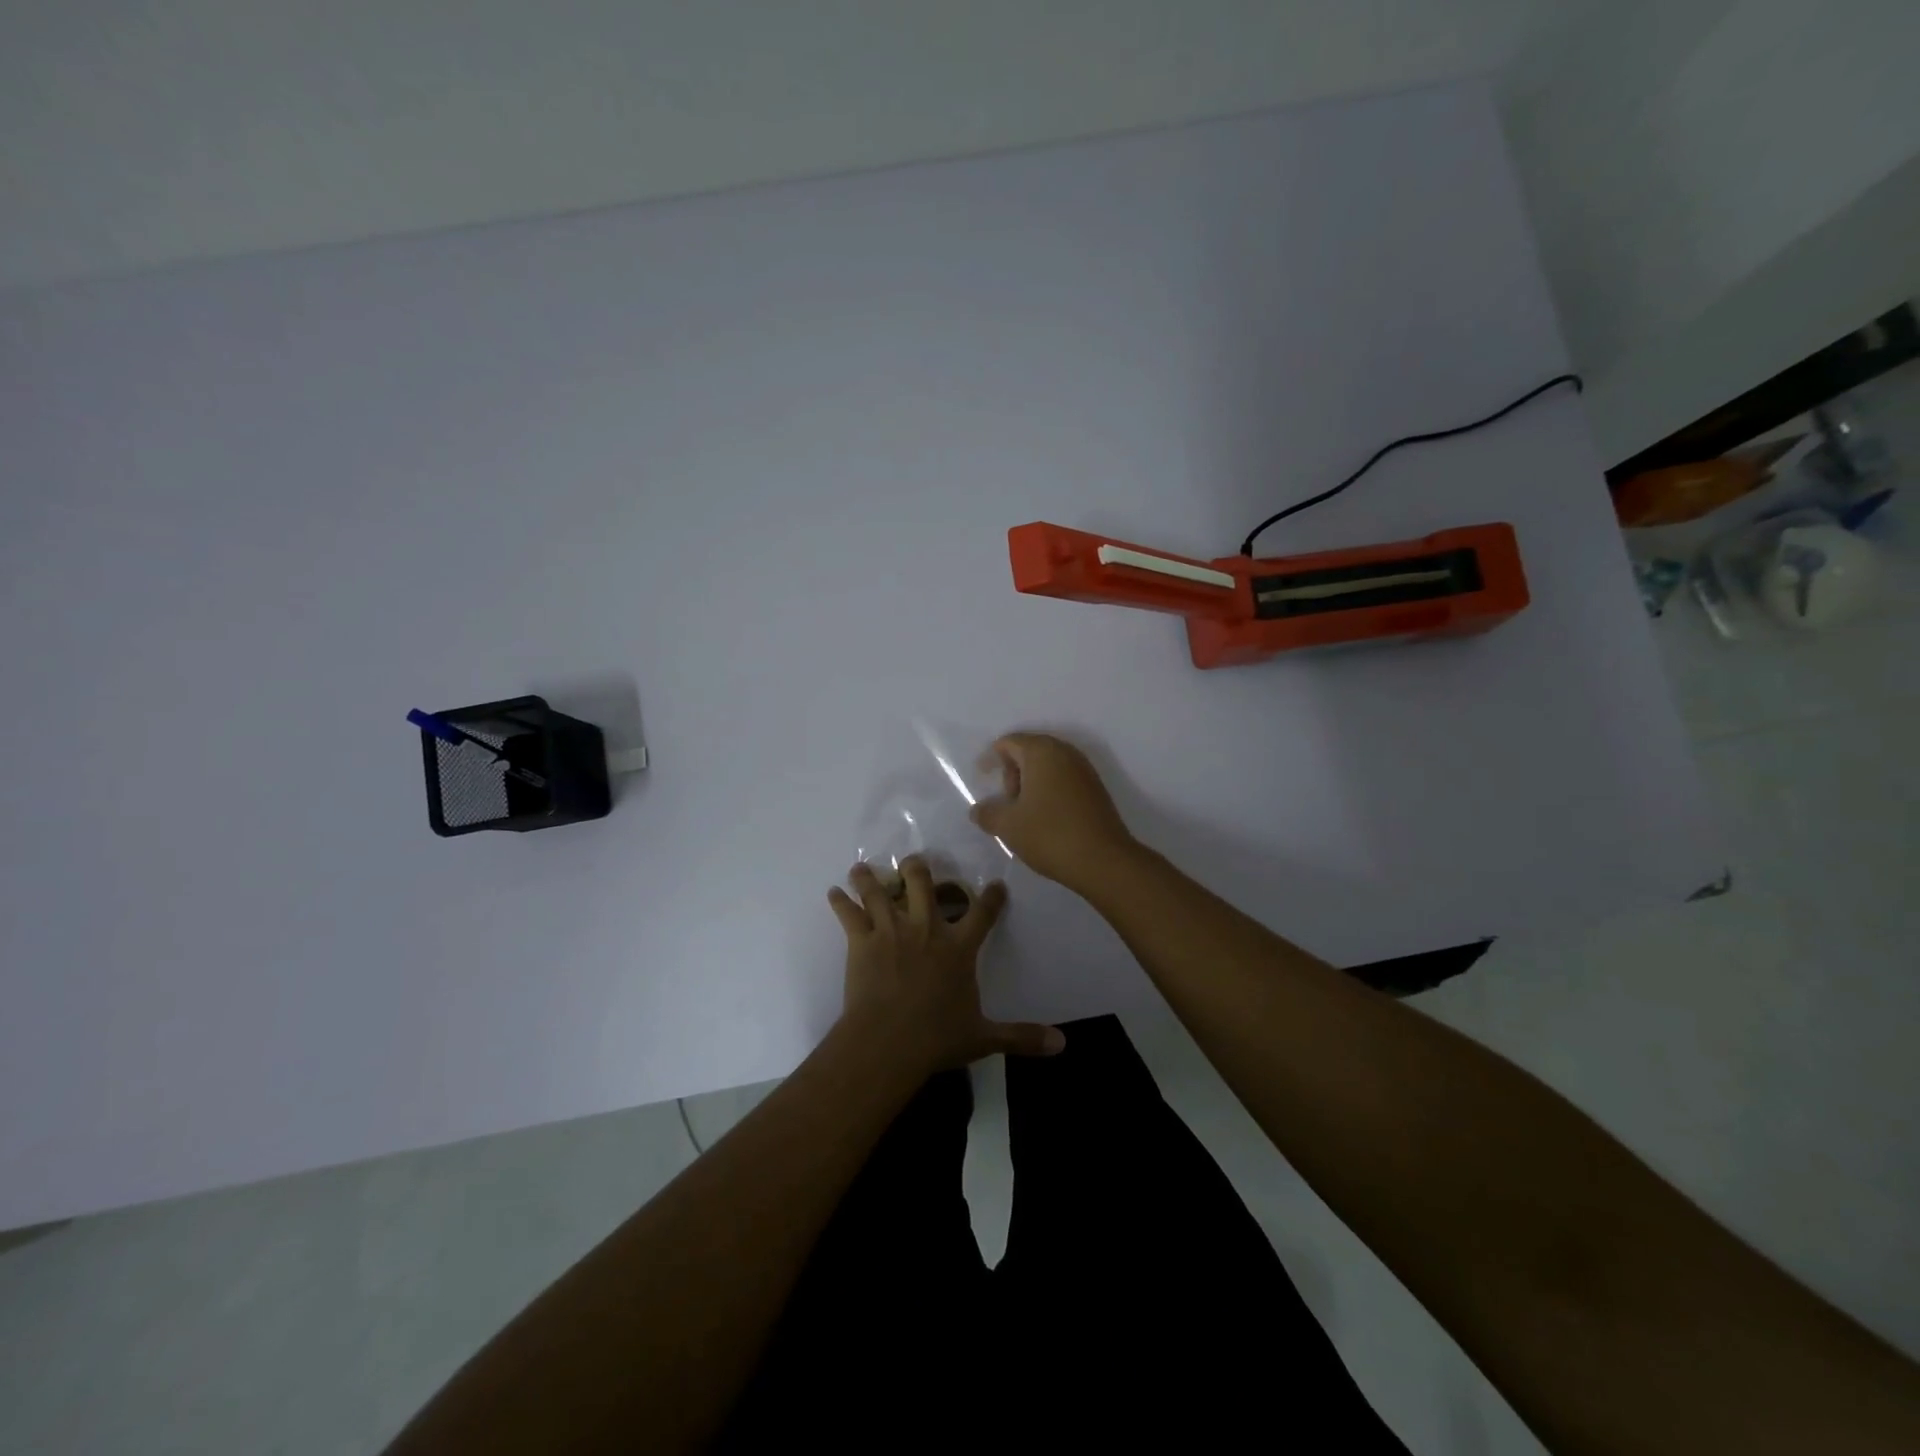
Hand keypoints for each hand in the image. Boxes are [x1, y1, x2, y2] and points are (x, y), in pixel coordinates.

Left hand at [829, 857, 1063, 1077]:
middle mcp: (926, 928)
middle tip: (914, 863)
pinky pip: (849, 914)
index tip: (995, 885)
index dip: (992, 897)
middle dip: (917, 868)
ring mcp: (892, 930)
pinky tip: (833, 892)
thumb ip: (1021, 1036)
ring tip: (862, 867)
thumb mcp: (984, 1037)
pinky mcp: (862, 941)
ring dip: (870, 877)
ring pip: (880, 890)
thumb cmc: (937, 1038)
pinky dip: (840, 902)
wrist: (888, 1043)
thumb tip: (1062, 1045)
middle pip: (922, 883)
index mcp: (958, 947)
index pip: (982, 913)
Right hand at [970, 733, 1139, 892]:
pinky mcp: (1096, 789)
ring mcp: (1084, 770)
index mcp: (1042, 752)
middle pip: (1030, 751)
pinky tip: (1044, 817)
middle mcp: (1065, 752)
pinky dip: (1049, 791)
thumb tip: (978, 810)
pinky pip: (1064, 779)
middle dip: (1012, 772)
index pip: (1009, 742)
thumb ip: (987, 813)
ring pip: (1048, 766)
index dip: (991, 757)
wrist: (1103, 860)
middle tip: (1005, 801)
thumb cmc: (1049, 834)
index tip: (982, 777)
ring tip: (1022, 812)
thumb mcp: (1008, 826)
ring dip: (1031, 783)